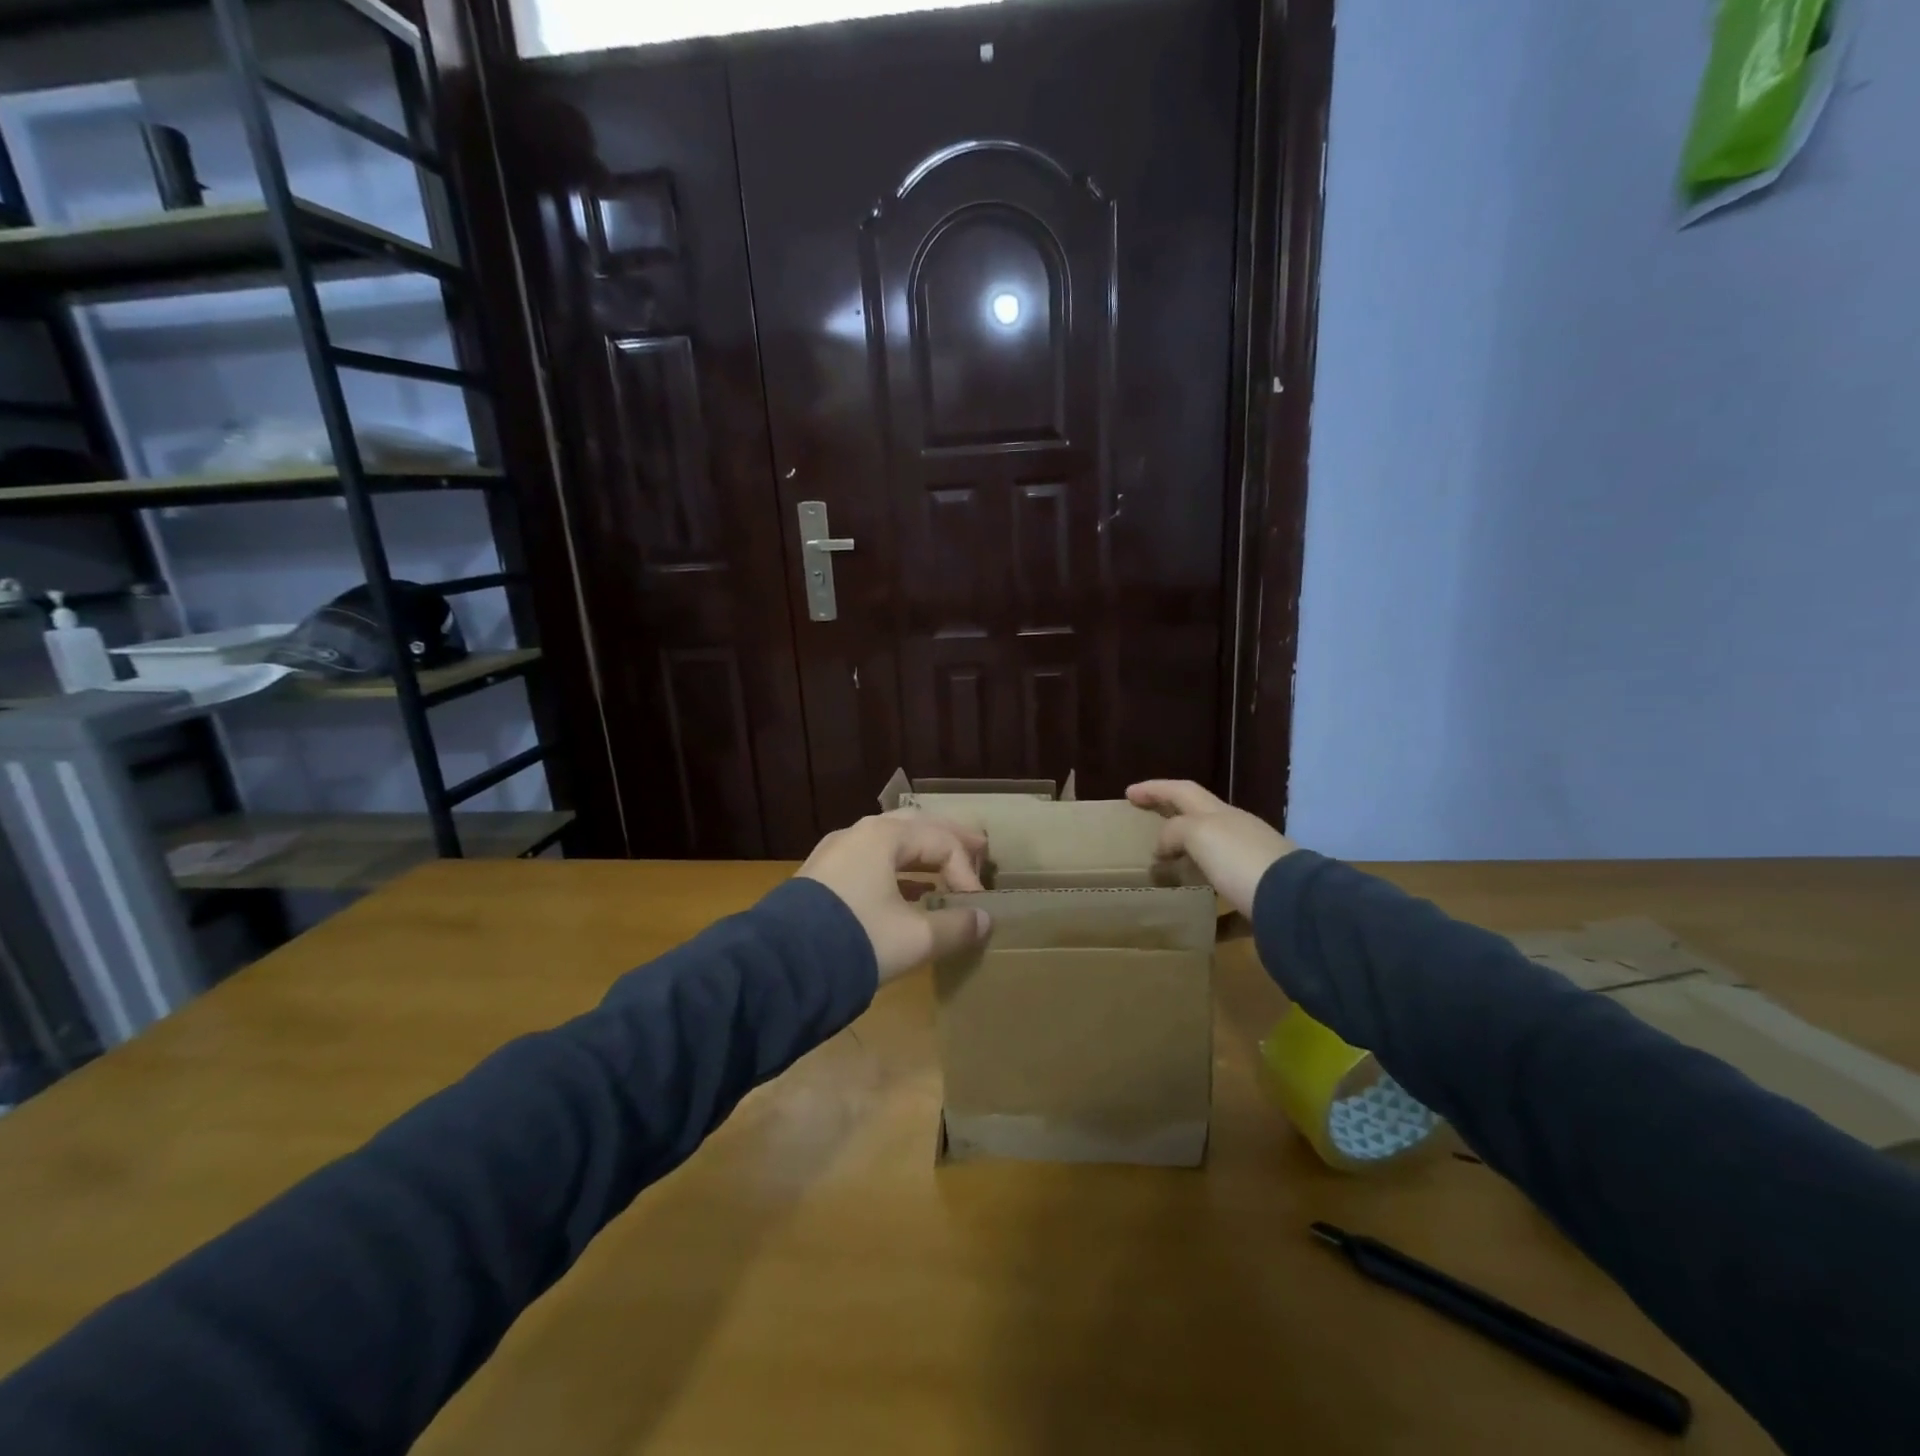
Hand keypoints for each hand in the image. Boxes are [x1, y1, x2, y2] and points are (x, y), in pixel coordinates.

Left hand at [798, 812, 992, 982]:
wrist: (782, 966)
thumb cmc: (858, 940)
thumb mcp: (915, 938)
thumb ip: (955, 926)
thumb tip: (984, 920)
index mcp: (884, 836)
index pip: (942, 841)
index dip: (967, 871)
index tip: (978, 906)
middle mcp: (859, 833)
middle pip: (916, 825)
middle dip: (949, 838)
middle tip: (980, 846)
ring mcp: (837, 852)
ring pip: (891, 841)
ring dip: (922, 854)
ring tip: (946, 868)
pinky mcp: (823, 876)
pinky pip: (871, 860)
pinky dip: (898, 869)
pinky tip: (909, 891)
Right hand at [1125, 780, 1296, 916]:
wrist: (1295, 905)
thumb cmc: (1240, 860)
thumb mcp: (1199, 833)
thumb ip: (1175, 831)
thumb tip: (1163, 847)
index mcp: (1220, 815)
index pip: (1182, 791)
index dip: (1154, 789)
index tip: (1128, 793)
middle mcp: (1238, 835)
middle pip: (1200, 822)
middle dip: (1173, 823)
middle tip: (1146, 833)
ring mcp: (1253, 867)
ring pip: (1214, 861)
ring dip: (1190, 866)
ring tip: (1167, 878)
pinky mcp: (1261, 901)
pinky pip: (1231, 907)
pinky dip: (1214, 913)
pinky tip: (1200, 926)